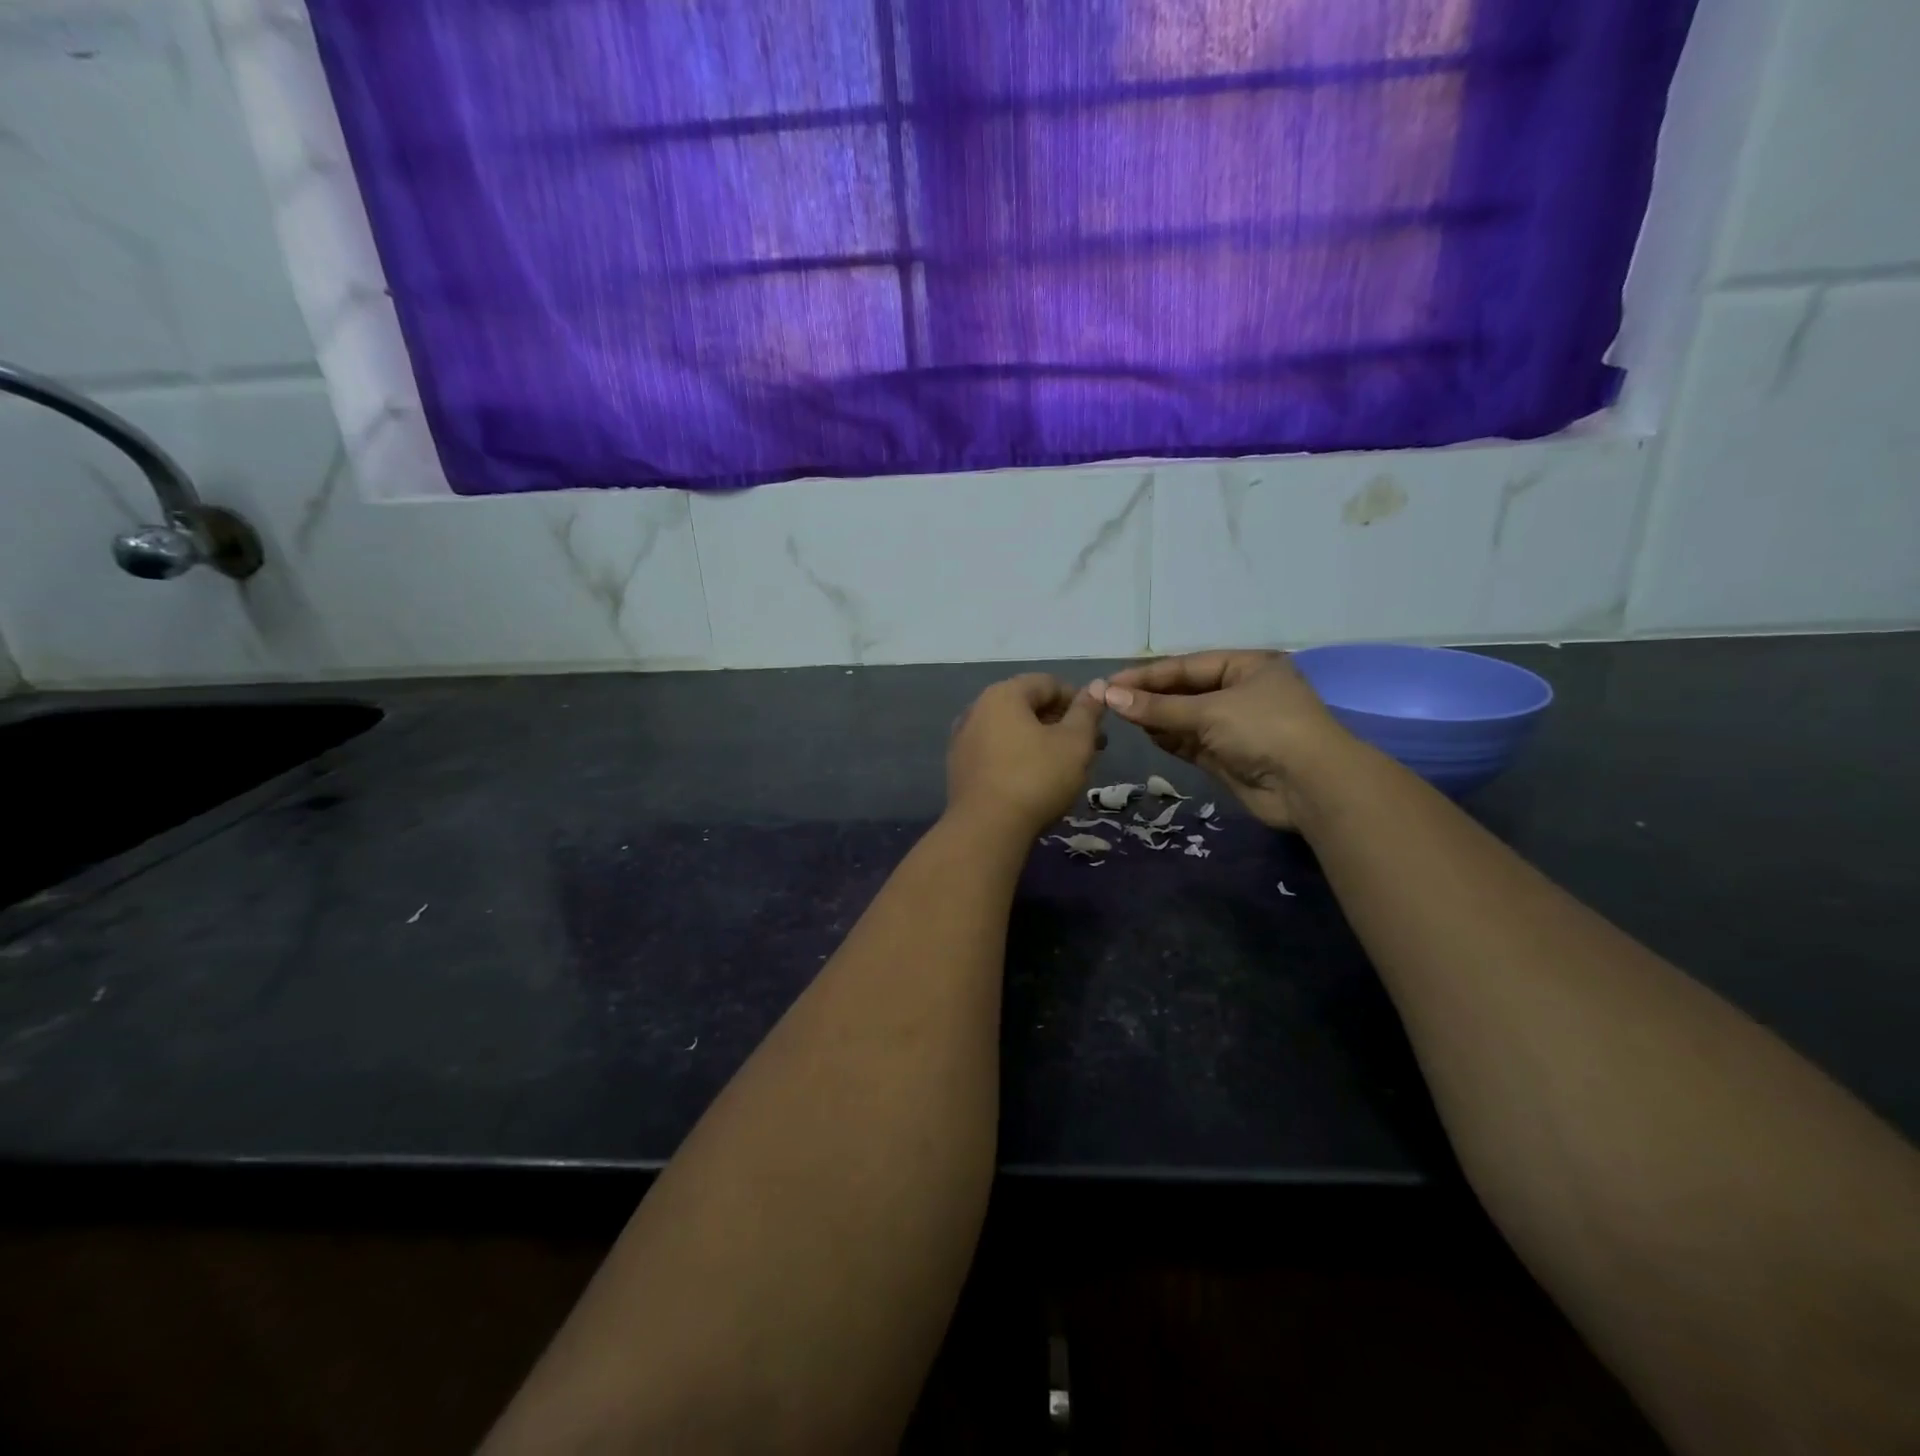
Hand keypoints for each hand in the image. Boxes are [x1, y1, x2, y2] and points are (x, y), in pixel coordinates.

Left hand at [947, 674, 1104, 837]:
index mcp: (1003, 694)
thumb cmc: (1036, 778)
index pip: (1048, 683)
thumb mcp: (1075, 743)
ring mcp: (963, 739)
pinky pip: (996, 752)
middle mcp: (977, 709)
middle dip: (1061, 723)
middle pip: (1027, 706)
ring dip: (1041, 741)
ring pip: (1012, 731)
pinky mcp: (960, 768)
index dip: (1078, 700)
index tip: (1097, 725)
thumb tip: (1097, 686)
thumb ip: (1087, 712)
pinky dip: (1019, 757)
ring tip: (1066, 766)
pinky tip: (1036, 780)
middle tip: (1089, 748)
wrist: (986, 829)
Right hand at [1091, 651, 1353, 830]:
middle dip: (1150, 697)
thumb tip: (1109, 696)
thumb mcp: (1210, 711)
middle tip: (1110, 702)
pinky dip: (1169, 739)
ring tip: (1123, 718)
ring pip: (1185, 718)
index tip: (1110, 683)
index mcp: (1246, 667)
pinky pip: (1191, 742)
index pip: (1187, 666)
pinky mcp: (1228, 757)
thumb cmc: (1265, 730)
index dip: (1147, 674)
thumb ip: (1158, 707)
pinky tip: (1146, 735)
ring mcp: (1234, 726)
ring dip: (1156, 719)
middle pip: (1185, 691)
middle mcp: (1240, 692)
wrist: (1311, 786)